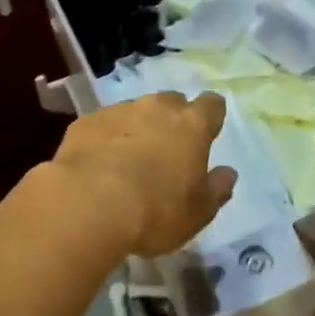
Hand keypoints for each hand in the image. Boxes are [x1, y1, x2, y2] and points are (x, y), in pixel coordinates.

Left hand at [49, 91, 236, 256]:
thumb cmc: (155, 211)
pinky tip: (99, 164)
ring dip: (137, 128)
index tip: (206, 134)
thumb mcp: (198, 212)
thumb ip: (217, 189)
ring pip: (135, 111)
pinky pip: (103, 125)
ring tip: (128, 161)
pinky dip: (106, 138)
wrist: (88, 204)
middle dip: (172, 120)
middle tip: (166, 151)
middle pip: (172, 102)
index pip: (212, 104)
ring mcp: (119, 110)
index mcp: (192, 125)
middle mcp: (157, 108)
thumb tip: (228, 173)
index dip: (210, 117)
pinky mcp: (87, 121)